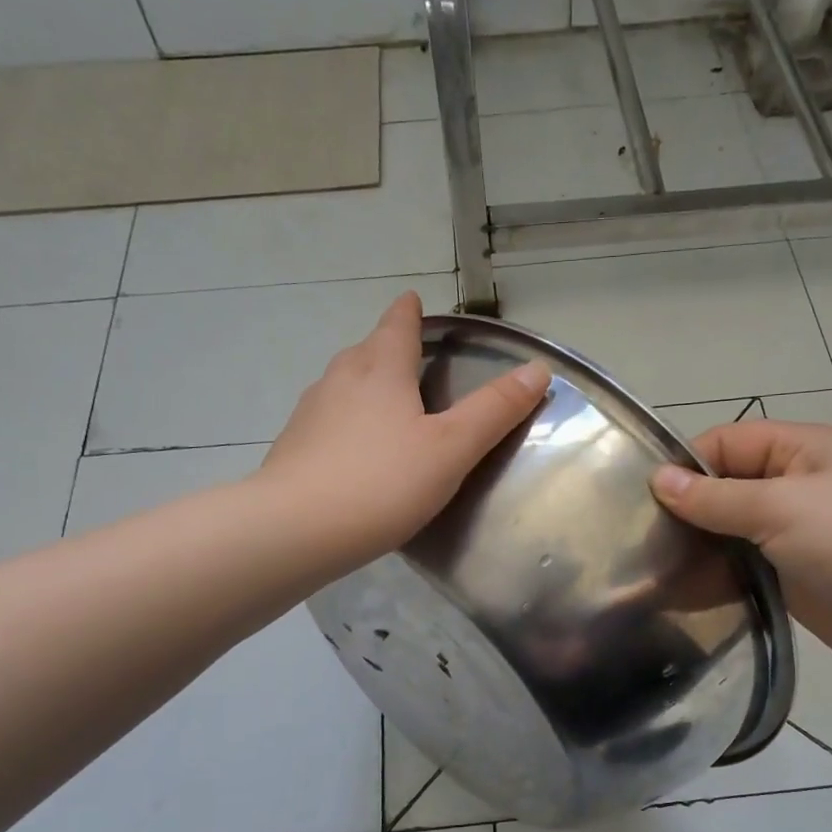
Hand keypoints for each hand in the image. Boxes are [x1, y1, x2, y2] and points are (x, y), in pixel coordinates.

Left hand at [259, 292, 549, 566]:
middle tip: (408, 355)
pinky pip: (327, 420)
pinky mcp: (293, 447)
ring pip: (343, 384)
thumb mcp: (451, 448)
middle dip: (386, 347)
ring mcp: (310, 413)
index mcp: (380, 370)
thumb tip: (537, 368)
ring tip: (385, 400)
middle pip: (366, 350)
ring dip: (365, 383)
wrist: (294, 530)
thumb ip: (494, 410)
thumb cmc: (382, 482)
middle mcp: (340, 380)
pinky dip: (346, 421)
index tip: (412, 301)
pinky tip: (355, 449)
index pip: (397, 326)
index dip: (409, 312)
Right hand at [650, 419, 831, 683]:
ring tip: (649, 571)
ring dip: (698, 548)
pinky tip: (681, 595)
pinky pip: (744, 570)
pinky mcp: (794, 578)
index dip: (684, 465)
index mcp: (798, 451)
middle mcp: (793, 487)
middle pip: (723, 489)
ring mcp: (794, 535)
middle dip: (684, 511)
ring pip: (730, 533)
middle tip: (635, 540)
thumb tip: (658, 480)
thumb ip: (716, 498)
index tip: (639, 499)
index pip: (724, 444)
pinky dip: (716, 579)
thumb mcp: (782, 508)